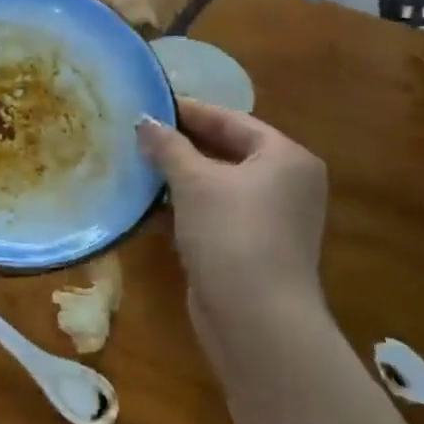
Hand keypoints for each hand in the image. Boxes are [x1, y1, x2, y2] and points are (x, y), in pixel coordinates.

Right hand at [137, 100, 328, 322]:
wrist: (256, 320)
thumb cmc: (231, 233)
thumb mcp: (194, 181)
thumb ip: (168, 146)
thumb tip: (145, 121)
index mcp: (286, 158)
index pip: (232, 120)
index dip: (190, 111)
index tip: (150, 103)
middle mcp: (286, 185)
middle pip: (226, 151)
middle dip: (182, 144)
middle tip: (139, 132)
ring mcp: (270, 220)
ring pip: (218, 185)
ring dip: (179, 176)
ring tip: (136, 162)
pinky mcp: (251, 249)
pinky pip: (214, 214)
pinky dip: (185, 206)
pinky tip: (148, 205)